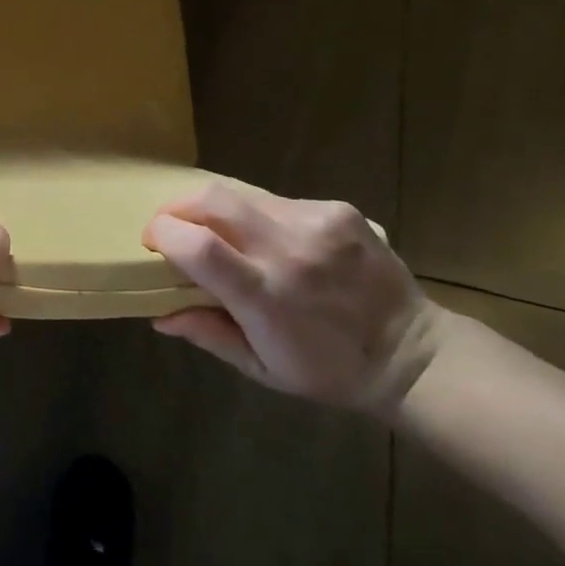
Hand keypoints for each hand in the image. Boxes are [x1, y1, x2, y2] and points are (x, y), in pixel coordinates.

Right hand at [144, 183, 444, 415]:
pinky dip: (258, 214)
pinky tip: (271, 238)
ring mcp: (317, 224)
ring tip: (220, 232)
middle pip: (212, 201)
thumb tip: (158, 314)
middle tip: (172, 225)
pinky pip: (277, 200)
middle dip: (179, 206)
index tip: (151, 241)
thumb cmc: (328, 371)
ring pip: (242, 194)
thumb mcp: (261, 367)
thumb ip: (207, 333)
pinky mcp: (338, 210)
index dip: (163, 233)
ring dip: (217, 210)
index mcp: (266, 296)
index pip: (197, 247)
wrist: (413, 353)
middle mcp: (289, 250)